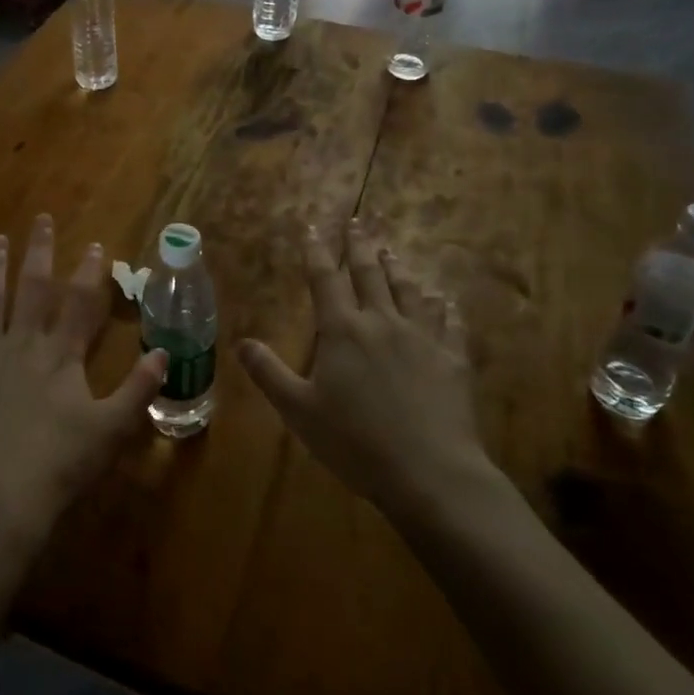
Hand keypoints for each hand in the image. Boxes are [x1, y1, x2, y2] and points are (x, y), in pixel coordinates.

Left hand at [0, 215, 166, 553]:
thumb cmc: (58, 466)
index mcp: (61, 356)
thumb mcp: (111, 431)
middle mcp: (22, 345)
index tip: (96, 245)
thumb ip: (138, 389)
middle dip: (40, 253)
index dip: (90, 273)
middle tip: (42, 220)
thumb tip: (163, 352)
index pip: (80, 304)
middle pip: (33, 290)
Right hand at [238, 220, 497, 518]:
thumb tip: (241, 343)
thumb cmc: (356, 442)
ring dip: (398, 268)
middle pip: (370, 273)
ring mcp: (422, 337)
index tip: (312, 227)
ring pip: (409, 290)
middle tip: (357, 221)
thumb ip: (270, 373)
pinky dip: (443, 306)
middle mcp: (382, 322)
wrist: (429, 472)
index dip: (317, 251)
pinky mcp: (452, 358)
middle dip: (360, 245)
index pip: (325, 279)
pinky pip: (449, 322)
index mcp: (343, 330)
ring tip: (392, 251)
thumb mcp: (299, 411)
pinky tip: (444, 299)